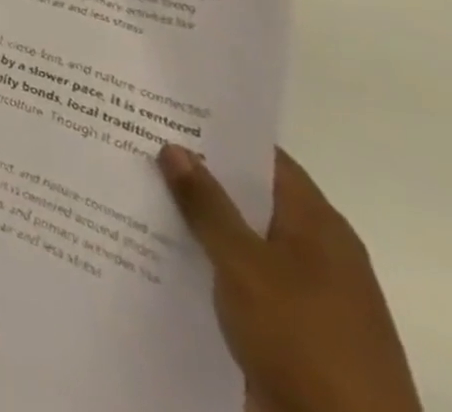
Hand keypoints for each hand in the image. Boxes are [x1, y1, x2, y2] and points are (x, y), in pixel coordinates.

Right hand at [158, 145, 421, 411]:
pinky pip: (237, 276)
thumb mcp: (244, 265)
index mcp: (319, 227)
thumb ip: (207, 205)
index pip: (263, 158)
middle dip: (196, 173)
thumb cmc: (304, 341)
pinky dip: (203, 260)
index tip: (165, 110)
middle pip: (247, 197)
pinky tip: (157, 249)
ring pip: (238, 238)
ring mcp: (303, 294)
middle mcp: (316, 252)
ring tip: (133, 189)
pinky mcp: (287, 328)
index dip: (217, 132)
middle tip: (134, 141)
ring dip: (194, 220)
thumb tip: (175, 146)